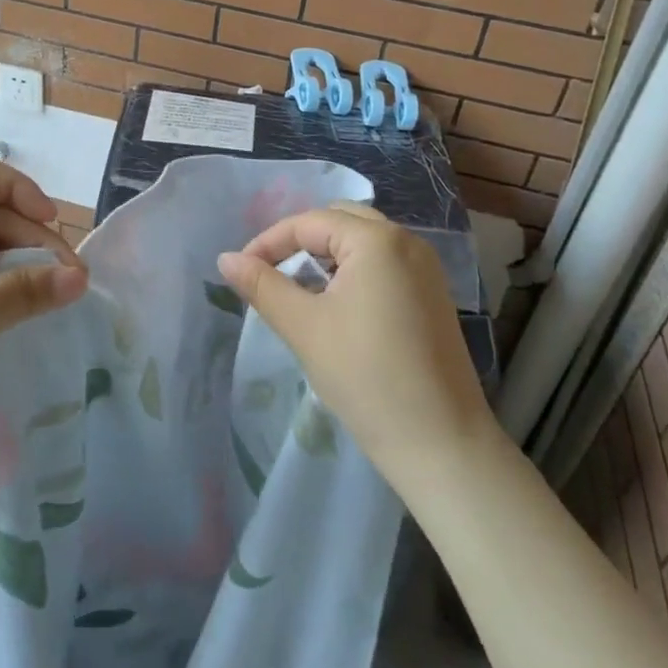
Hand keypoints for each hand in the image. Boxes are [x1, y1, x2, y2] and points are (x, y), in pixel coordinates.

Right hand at [217, 203, 490, 490]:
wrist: (442, 445)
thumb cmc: (366, 378)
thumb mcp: (304, 327)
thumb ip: (262, 285)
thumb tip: (225, 259)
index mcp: (377, 240)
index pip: (309, 222)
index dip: (269, 242)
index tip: (241, 271)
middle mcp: (407, 241)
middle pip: (340, 221)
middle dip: (300, 242)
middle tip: (271, 273)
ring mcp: (426, 269)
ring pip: (363, 243)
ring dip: (326, 257)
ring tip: (298, 290)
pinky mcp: (433, 296)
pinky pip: (384, 264)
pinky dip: (353, 272)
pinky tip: (337, 306)